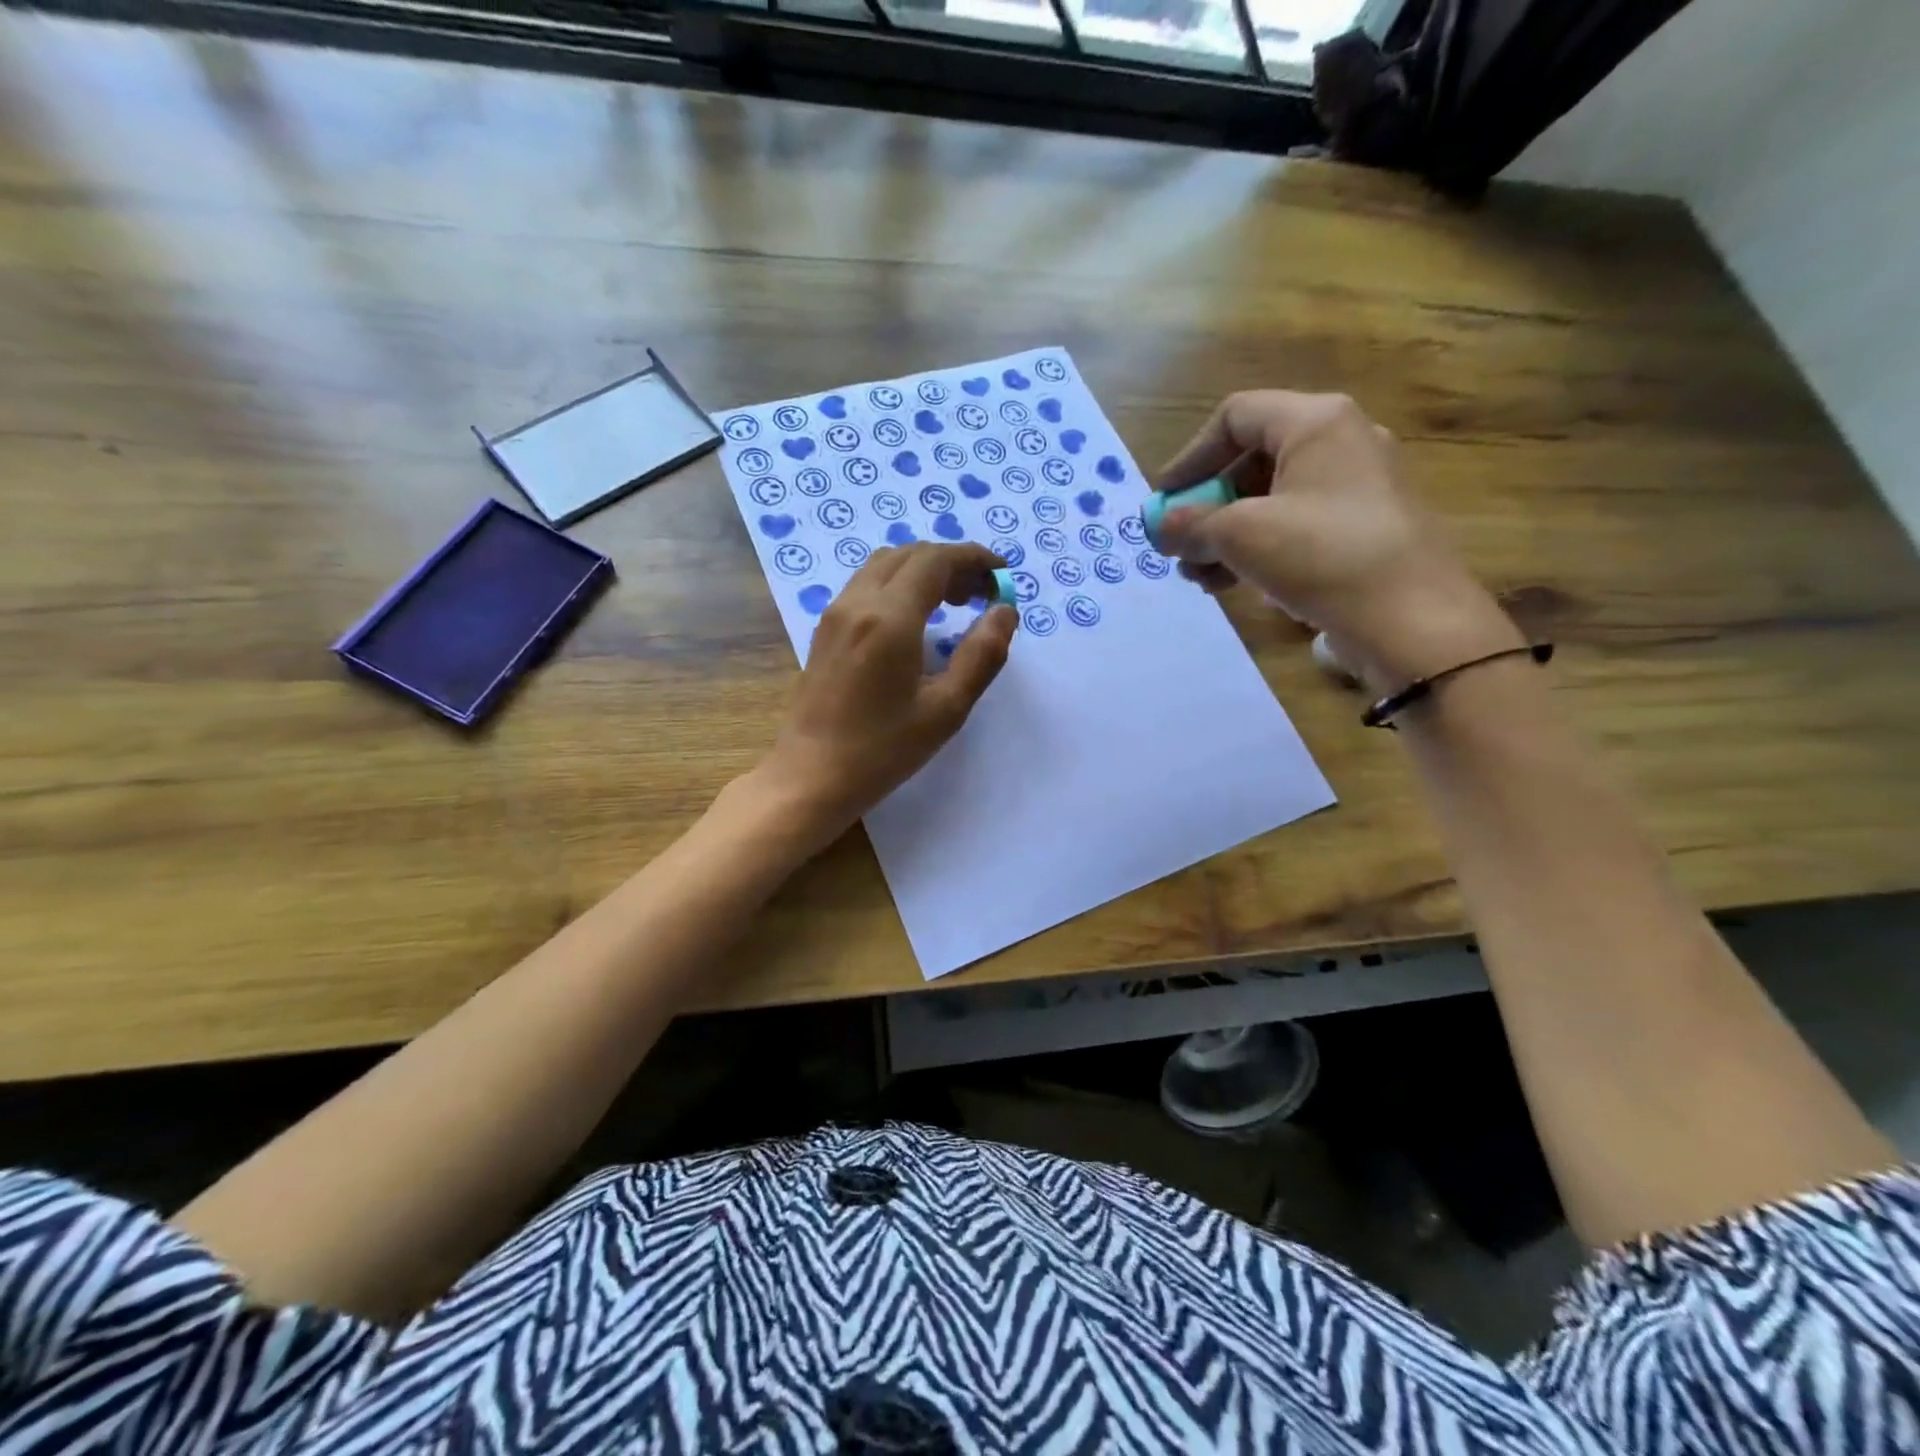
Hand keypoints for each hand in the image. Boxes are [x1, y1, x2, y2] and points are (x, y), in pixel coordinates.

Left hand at [757, 542, 1016, 842]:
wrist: (810, 776)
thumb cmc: (882, 749)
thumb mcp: (946, 708)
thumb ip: (982, 655)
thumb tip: (1005, 611)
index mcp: (889, 617)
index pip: (936, 560)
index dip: (974, 558)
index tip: (1002, 574)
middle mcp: (858, 602)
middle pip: (909, 555)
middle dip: (952, 563)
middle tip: (982, 594)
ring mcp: (836, 614)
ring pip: (884, 565)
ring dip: (923, 571)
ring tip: (953, 603)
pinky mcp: (825, 630)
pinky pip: (866, 585)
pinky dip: (899, 584)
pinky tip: (916, 620)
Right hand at [1155, 391, 1521, 690]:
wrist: (1412, 621)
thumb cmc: (1322, 557)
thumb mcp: (1240, 535)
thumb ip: (1190, 525)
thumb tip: (1158, 528)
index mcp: (1316, 422)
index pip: (1234, 417)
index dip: (1189, 458)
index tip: (1163, 504)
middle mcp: (1341, 443)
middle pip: (1250, 462)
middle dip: (1205, 508)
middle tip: (1178, 548)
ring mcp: (1356, 489)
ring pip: (1270, 501)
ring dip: (1224, 537)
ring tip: (1199, 578)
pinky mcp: (1362, 530)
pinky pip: (1295, 527)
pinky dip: (1257, 550)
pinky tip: (1233, 586)